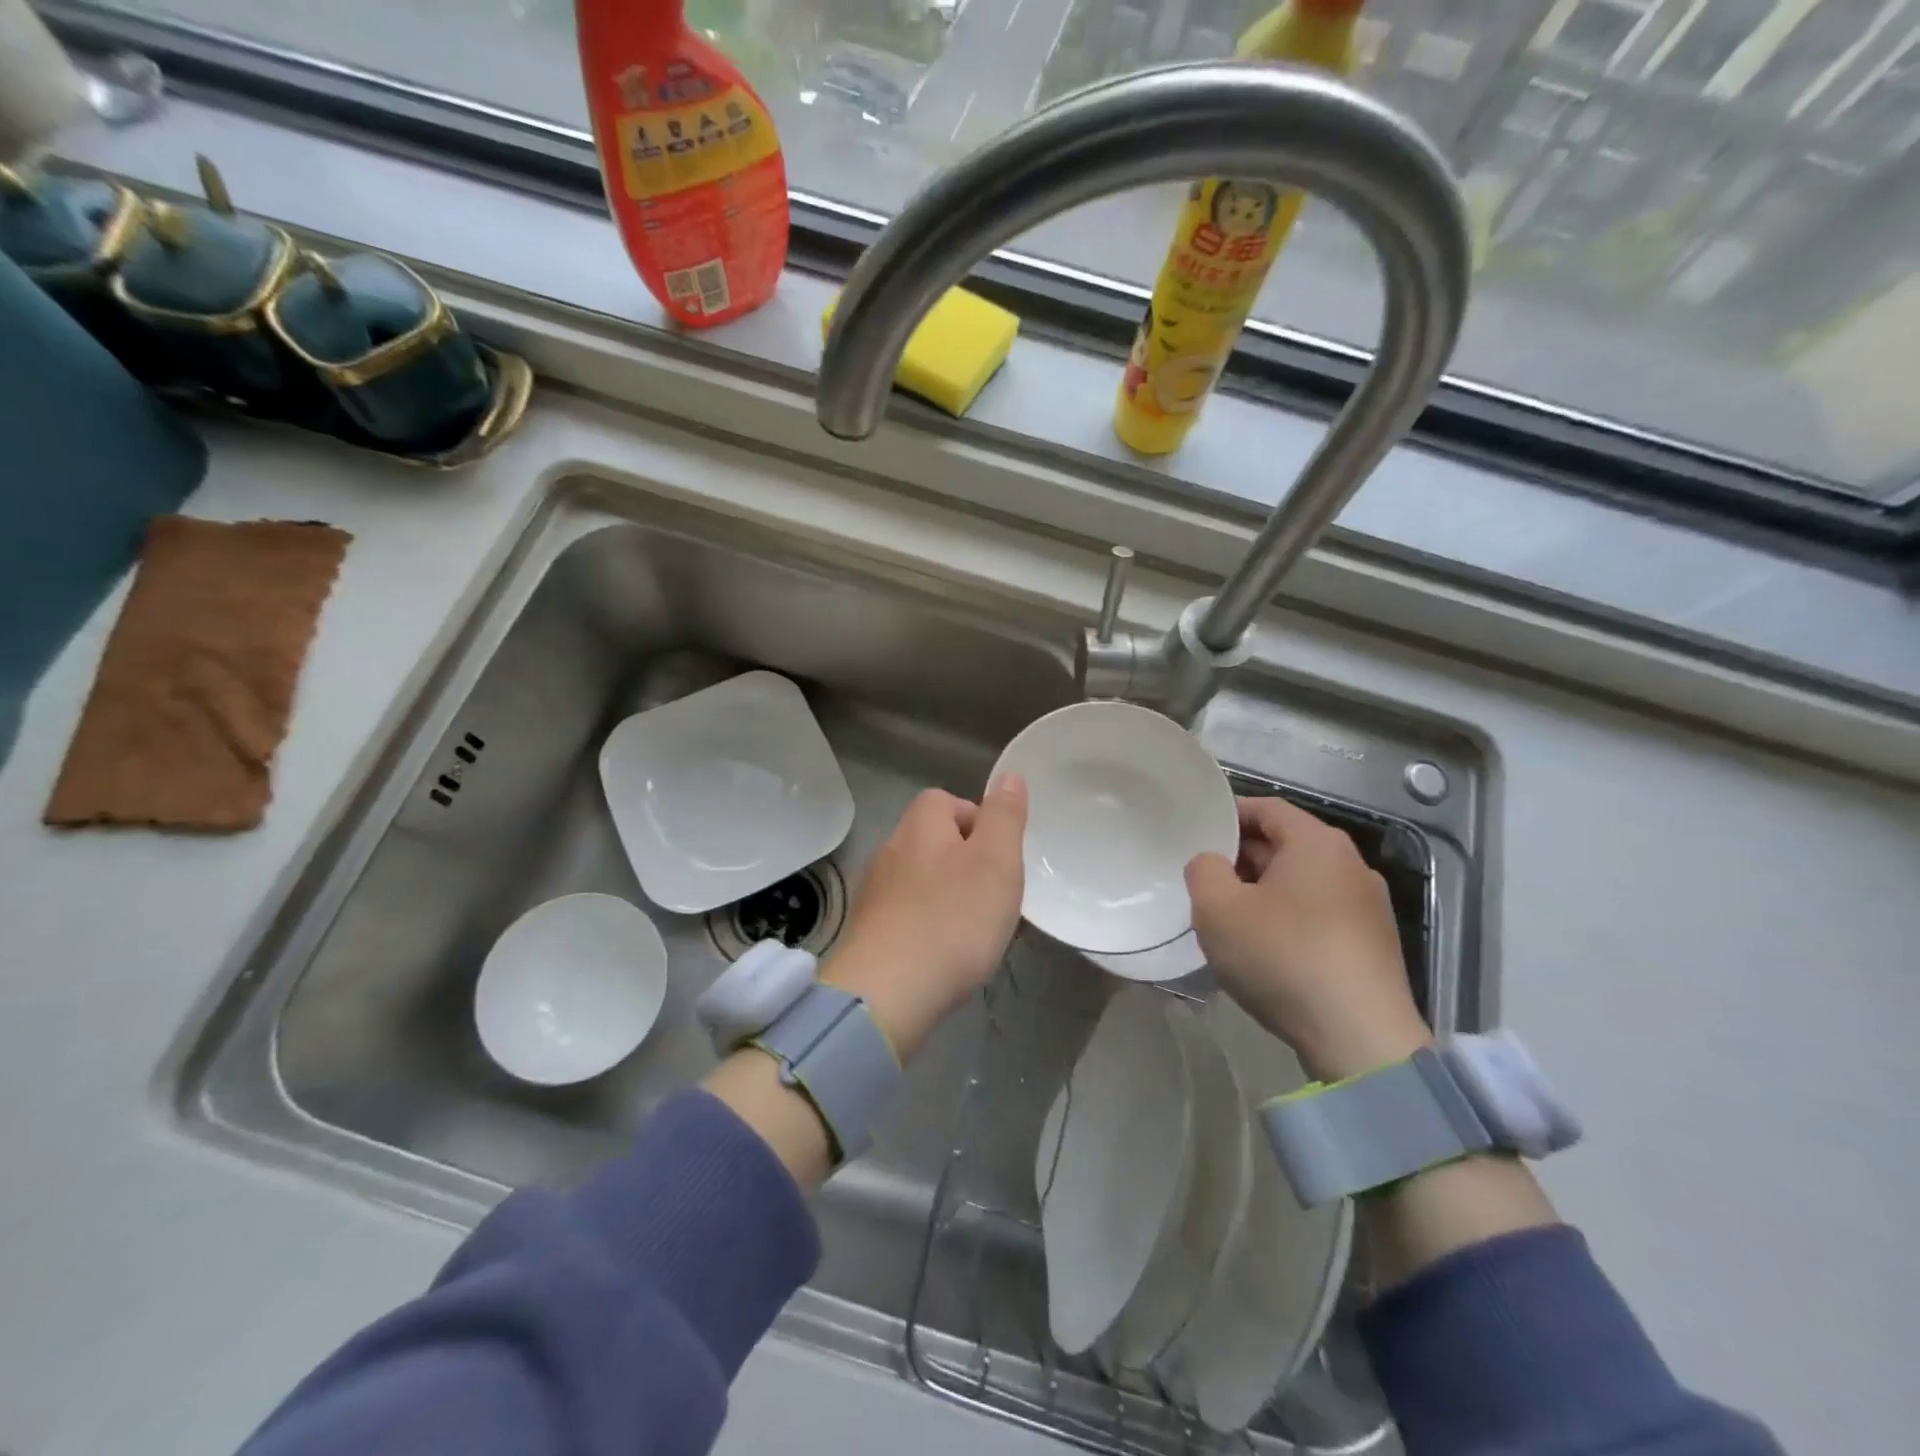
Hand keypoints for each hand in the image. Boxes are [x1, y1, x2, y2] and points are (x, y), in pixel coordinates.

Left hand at [822, 775, 1027, 1059]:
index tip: (1002, 857)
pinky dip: (930, 928)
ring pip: (923, 882)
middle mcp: (890, 850)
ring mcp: (875, 893)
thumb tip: (1008, 777)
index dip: (979, 822)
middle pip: (936, 842)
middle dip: (969, 864)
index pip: (948, 801)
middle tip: (997, 898)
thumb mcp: (997, 860)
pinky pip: (909, 917)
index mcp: (920, 825)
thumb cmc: (952, 919)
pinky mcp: (868, 933)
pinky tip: (945, 956)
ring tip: (977, 933)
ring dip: (951, 898)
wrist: (886, 994)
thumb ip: (1005, 816)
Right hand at [1186, 797, 1430, 1082]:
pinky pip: (1319, 915)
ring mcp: (1369, 906)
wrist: (1360, 1039)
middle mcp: (1351, 864)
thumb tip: (1212, 863)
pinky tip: (1266, 950)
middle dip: (1241, 857)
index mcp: (1317, 842)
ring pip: (1301, 883)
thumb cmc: (1283, 957)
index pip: (1265, 808)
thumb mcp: (1217, 908)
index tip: (1195, 834)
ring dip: (1263, 892)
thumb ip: (1202, 870)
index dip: (1226, 816)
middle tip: (1203, 879)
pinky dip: (1289, 920)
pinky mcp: (1373, 945)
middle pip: (1285, 844)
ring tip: (1229, 917)